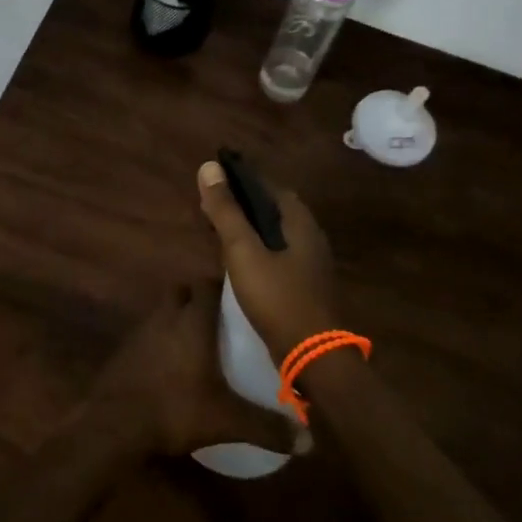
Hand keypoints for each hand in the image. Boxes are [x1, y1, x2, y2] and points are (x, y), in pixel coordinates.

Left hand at [90, 284, 295, 455]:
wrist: (116, 422)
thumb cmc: (176, 407)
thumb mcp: (227, 420)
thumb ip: (267, 426)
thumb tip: (309, 440)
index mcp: (193, 320)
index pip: (207, 284)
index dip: (222, 286)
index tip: (240, 296)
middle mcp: (166, 316)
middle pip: (182, 292)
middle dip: (199, 298)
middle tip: (221, 319)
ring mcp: (142, 330)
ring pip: (163, 311)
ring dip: (178, 318)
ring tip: (200, 342)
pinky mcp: (126, 349)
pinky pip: (149, 333)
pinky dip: (161, 340)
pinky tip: (172, 365)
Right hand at [197, 161, 340, 358]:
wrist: (312, 355)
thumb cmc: (277, 296)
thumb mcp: (243, 250)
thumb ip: (227, 211)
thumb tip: (209, 167)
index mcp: (300, 222)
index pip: (270, 186)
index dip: (243, 180)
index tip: (216, 182)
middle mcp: (311, 236)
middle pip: (274, 210)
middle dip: (244, 205)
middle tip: (213, 208)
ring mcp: (311, 264)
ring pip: (277, 234)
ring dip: (250, 229)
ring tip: (221, 232)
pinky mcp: (306, 286)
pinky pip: (279, 255)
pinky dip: (259, 250)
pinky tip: (241, 262)